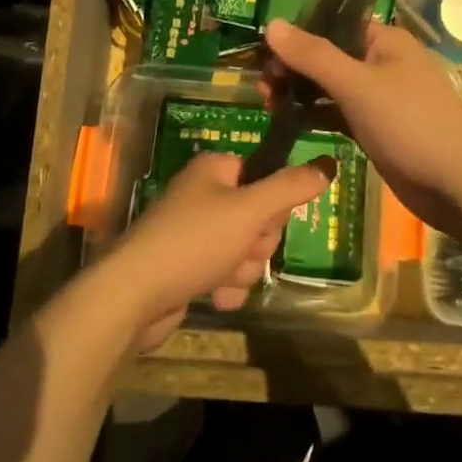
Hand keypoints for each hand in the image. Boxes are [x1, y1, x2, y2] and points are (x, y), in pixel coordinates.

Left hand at [101, 152, 331, 348]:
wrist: (134, 296)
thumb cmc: (194, 242)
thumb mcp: (249, 211)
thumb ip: (290, 188)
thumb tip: (327, 164)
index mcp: (214, 170)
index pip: (264, 176)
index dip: (271, 205)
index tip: (264, 221)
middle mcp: (202, 195)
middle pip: (258, 217)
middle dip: (257, 244)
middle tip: (240, 251)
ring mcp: (193, 233)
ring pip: (244, 250)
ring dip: (242, 270)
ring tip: (221, 278)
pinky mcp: (186, 267)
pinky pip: (224, 274)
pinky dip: (225, 288)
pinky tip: (215, 297)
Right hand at [264, 18, 461, 232]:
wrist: (460, 185)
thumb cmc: (410, 124)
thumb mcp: (357, 85)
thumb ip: (313, 55)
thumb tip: (272, 24)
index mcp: (385, 41)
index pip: (332, 25)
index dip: (297, 36)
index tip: (264, 55)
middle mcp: (383, 63)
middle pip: (329, 56)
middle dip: (294, 67)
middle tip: (263, 89)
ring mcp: (381, 98)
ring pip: (332, 87)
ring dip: (302, 92)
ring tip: (268, 104)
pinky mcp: (379, 129)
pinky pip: (341, 113)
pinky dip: (317, 114)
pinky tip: (291, 122)